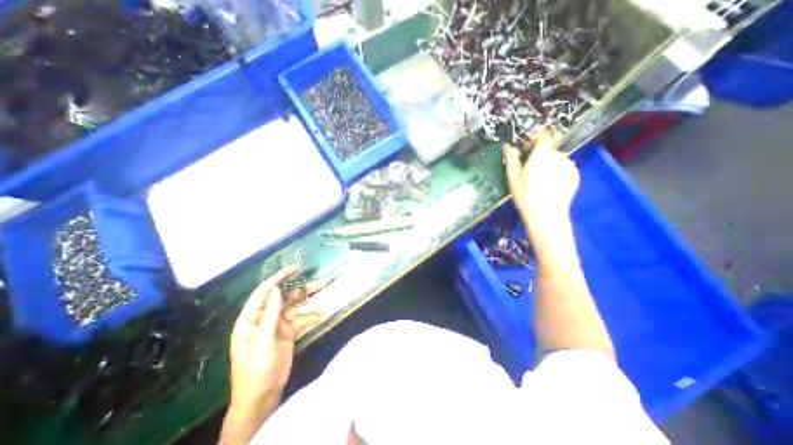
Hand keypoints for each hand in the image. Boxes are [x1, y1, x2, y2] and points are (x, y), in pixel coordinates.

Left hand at [222, 264, 321, 441]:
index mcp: (251, 320)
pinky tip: (321, 316)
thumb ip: (269, 314)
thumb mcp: (262, 341)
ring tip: (324, 305)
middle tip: (320, 283)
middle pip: (285, 299)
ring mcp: (278, 326)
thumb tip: (275, 289)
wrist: (262, 397)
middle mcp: (265, 319)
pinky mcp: (288, 333)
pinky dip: (311, 318)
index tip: (294, 269)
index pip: (263, 293)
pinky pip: (301, 321)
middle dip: (302, 291)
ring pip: (296, 309)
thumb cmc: (256, 370)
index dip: (278, 279)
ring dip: (310, 307)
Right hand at [505, 132, 580, 232]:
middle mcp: (559, 155)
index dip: (534, 138)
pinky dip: (557, 172)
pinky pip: (564, 168)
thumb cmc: (525, 195)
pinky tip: (550, 185)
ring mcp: (569, 165)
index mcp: (542, 154)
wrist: (546, 215)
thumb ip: (511, 159)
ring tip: (540, 180)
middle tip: (529, 170)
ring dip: (548, 164)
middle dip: (539, 155)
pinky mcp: (576, 175)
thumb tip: (508, 146)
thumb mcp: (513, 177)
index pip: (543, 136)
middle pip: (548, 149)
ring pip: (557, 159)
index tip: (526, 146)